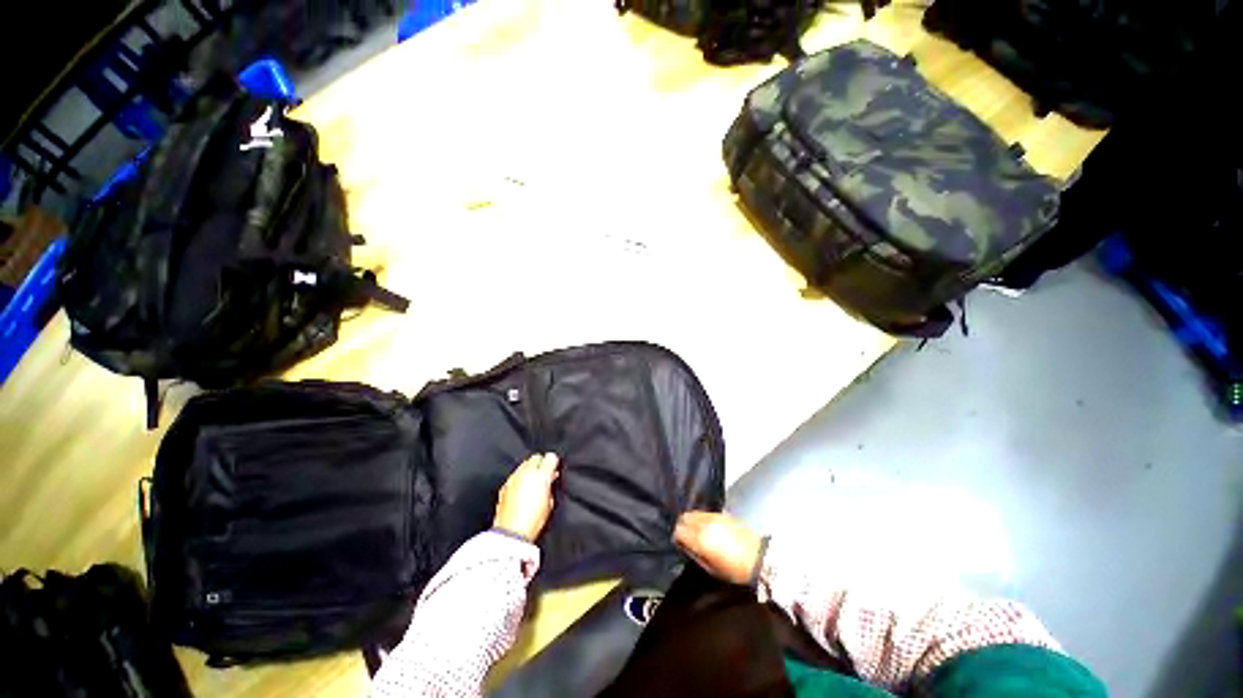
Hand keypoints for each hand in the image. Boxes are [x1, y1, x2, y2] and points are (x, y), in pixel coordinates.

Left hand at [493, 453, 559, 541]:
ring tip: (532, 481)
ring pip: (524, 464)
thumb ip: (550, 485)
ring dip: (530, 470)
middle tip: (544, 473)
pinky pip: (515, 475)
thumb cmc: (534, 521)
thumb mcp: (550, 502)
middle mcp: (526, 473)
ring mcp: (514, 478)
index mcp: (541, 476)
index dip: (553, 462)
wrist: (511, 533)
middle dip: (541, 463)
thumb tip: (550, 478)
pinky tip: (522, 488)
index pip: (550, 457)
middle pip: (536, 457)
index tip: (554, 468)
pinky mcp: (505, 485)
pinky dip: (520, 478)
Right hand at [674, 511, 763, 584]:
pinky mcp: (723, 514)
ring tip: (696, 531)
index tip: (679, 543)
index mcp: (700, 539)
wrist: (760, 558)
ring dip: (692, 520)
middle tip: (685, 536)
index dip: (677, 536)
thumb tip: (685, 546)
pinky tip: (707, 527)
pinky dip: (702, 518)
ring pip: (695, 512)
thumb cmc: (735, 570)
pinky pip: (706, 513)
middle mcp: (705, 523)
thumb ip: (695, 555)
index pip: (679, 530)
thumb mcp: (711, 568)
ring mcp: (715, 516)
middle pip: (685, 517)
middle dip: (683, 525)